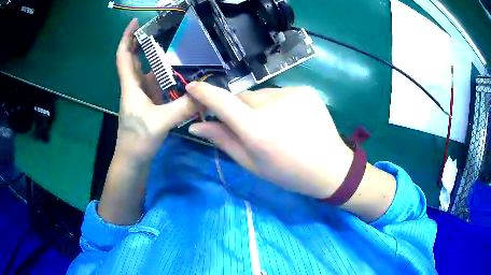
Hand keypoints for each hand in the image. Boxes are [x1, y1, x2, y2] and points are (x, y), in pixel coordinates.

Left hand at [115, 18, 196, 161]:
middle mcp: (135, 87)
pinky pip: (159, 85)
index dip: (127, 37)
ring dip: (160, 60)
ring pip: (150, 72)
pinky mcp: (150, 105)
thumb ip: (182, 108)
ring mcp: (142, 96)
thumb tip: (205, 93)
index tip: (136, 22)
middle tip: (163, 29)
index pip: (124, 56)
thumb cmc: (137, 140)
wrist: (133, 160)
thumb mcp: (160, 123)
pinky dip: (168, 78)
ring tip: (178, 49)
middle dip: (145, 42)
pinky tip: (182, 76)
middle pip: (136, 59)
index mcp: (131, 86)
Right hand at [186, 82, 353, 198]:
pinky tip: (291, 119)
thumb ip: (223, 141)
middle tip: (252, 127)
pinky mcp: (305, 90)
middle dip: (239, 109)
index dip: (204, 93)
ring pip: (260, 95)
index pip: (222, 102)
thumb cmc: (288, 173)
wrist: (330, 167)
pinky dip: (278, 104)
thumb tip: (196, 126)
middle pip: (241, 98)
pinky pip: (279, 92)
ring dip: (259, 106)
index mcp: (258, 131)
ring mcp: (292, 94)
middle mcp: (273, 106)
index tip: (192, 88)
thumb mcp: (252, 164)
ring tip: (277, 125)